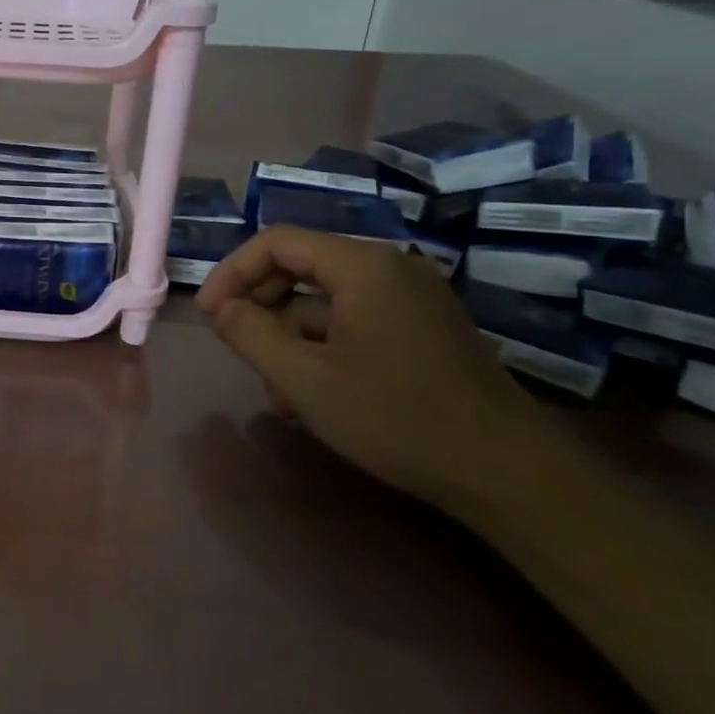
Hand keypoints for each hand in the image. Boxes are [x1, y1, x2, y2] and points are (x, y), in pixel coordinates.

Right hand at [197, 226, 550, 512]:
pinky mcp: (421, 325)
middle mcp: (389, 267)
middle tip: (238, 349)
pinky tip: (313, 392)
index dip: (233, 272)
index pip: (277, 242)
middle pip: (300, 265)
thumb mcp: (305, 379)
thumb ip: (250, 334)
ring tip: (279, 391)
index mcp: (362, 266)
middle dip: (261, 307)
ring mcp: (410, 297)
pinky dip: (323, 345)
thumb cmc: (396, 418)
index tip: (209, 315)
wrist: (505, 471)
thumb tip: (221, 308)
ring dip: (290, 336)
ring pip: (324, 299)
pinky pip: (353, 319)